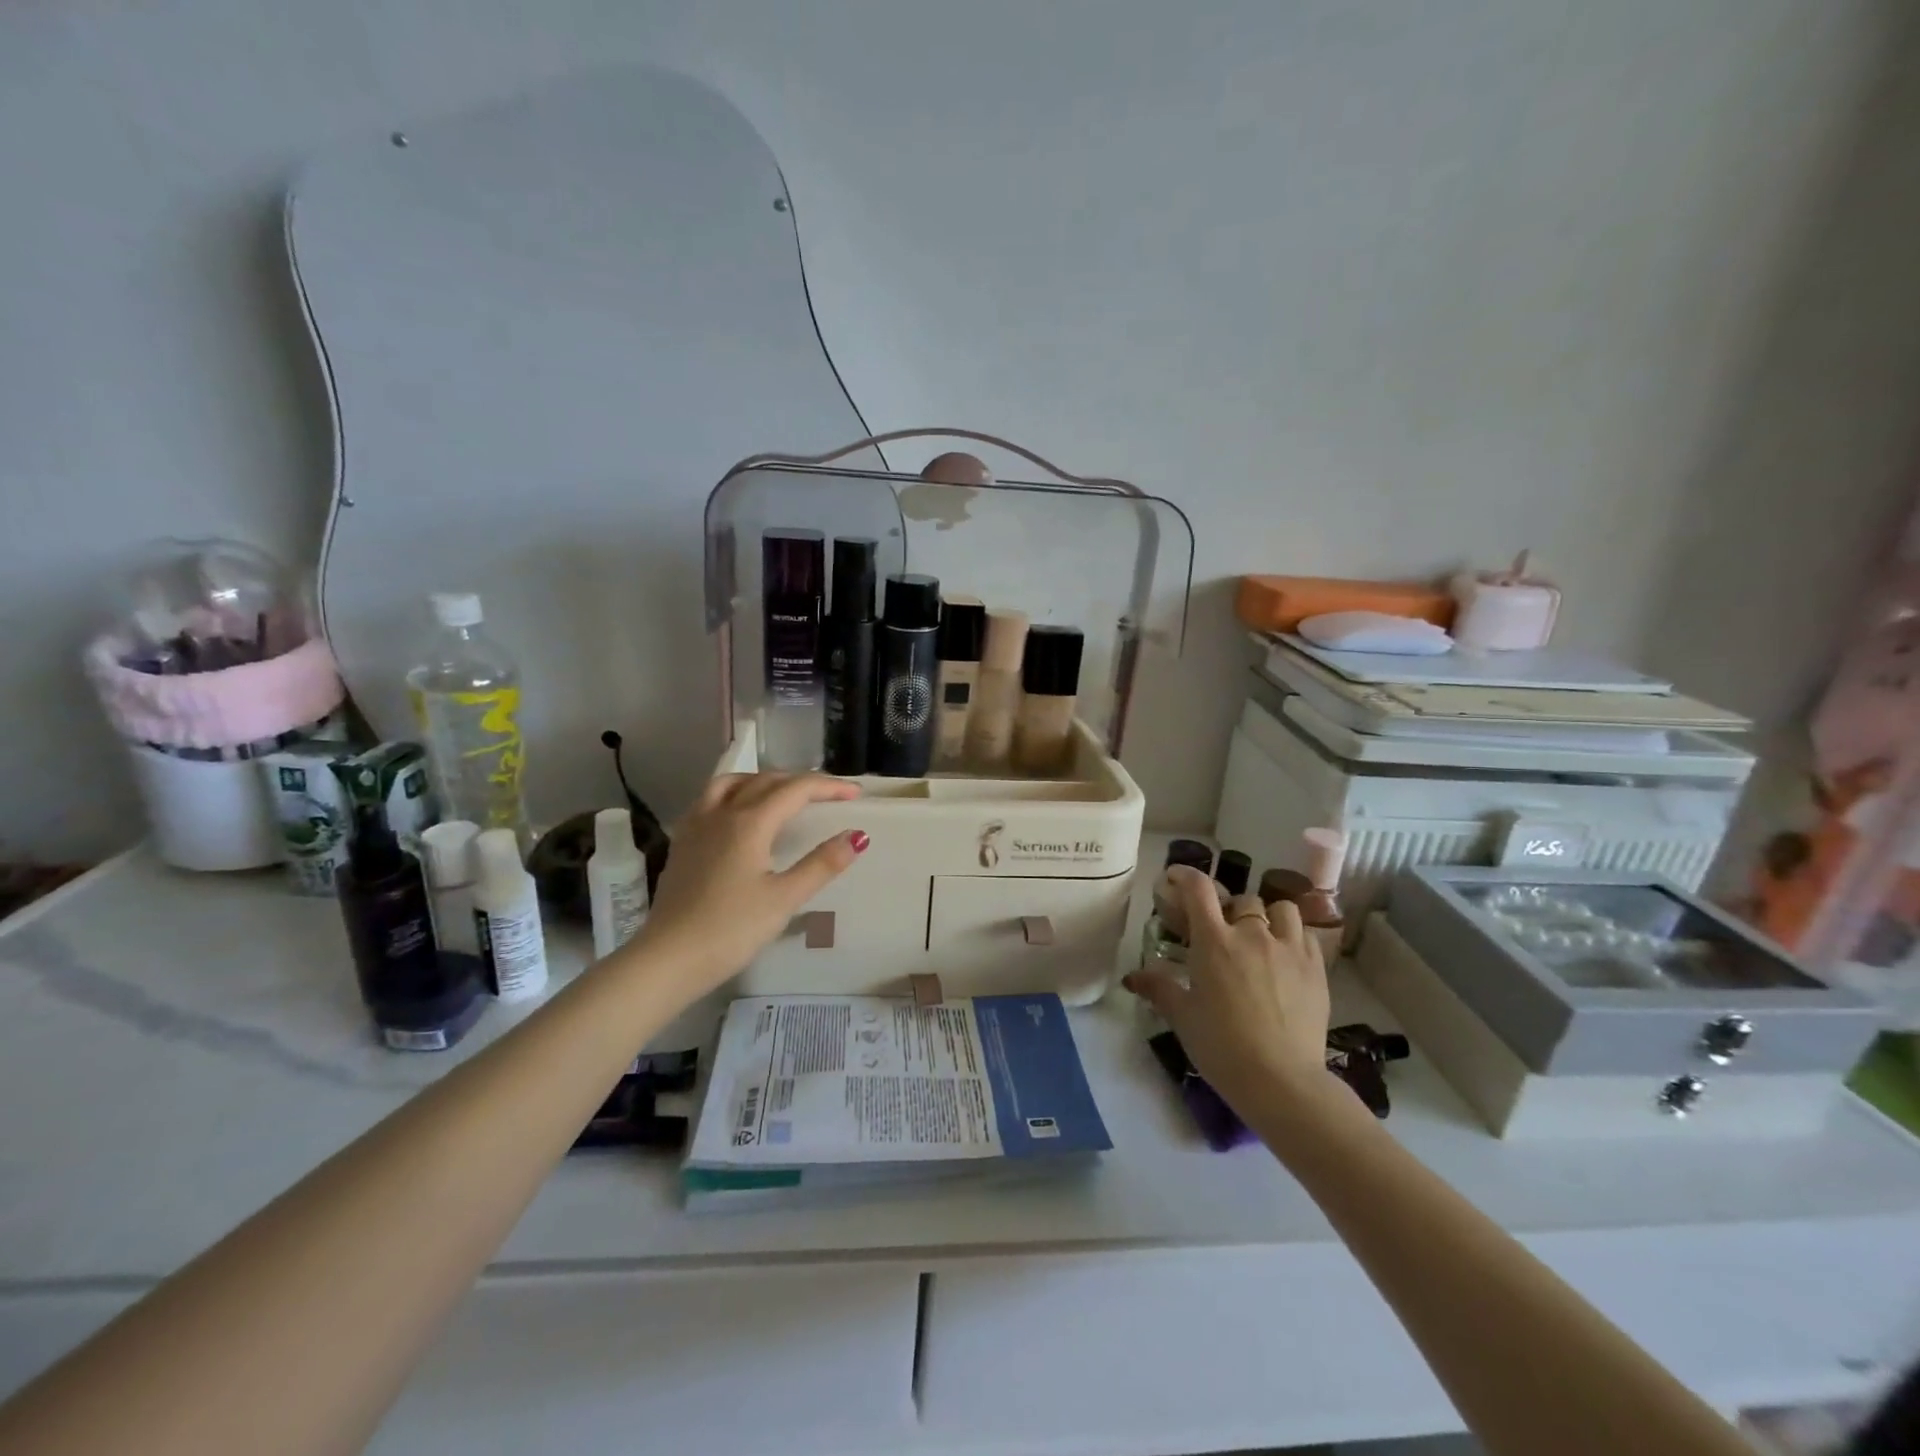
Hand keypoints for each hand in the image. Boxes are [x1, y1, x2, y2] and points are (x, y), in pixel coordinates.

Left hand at [624, 772, 865, 993]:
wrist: (668, 958)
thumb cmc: (731, 930)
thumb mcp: (784, 899)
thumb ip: (822, 864)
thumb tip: (857, 836)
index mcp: (750, 822)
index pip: (796, 790)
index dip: (829, 787)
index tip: (856, 794)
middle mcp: (721, 813)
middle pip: (766, 780)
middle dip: (801, 781)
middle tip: (829, 794)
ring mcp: (696, 826)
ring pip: (731, 783)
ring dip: (763, 779)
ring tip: (782, 793)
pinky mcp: (682, 843)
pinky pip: (710, 800)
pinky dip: (735, 793)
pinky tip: (739, 815)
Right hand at [1125, 866, 1329, 1106]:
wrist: (1282, 1081)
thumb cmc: (1222, 1047)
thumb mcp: (1182, 1017)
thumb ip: (1158, 989)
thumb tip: (1131, 977)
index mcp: (1214, 942)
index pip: (1199, 890)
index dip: (1186, 876)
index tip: (1177, 878)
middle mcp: (1252, 934)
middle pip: (1242, 900)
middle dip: (1230, 909)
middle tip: (1223, 931)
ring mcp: (1289, 949)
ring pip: (1281, 909)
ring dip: (1268, 917)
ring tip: (1262, 937)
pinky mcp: (1317, 968)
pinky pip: (1307, 935)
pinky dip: (1294, 937)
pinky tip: (1287, 957)